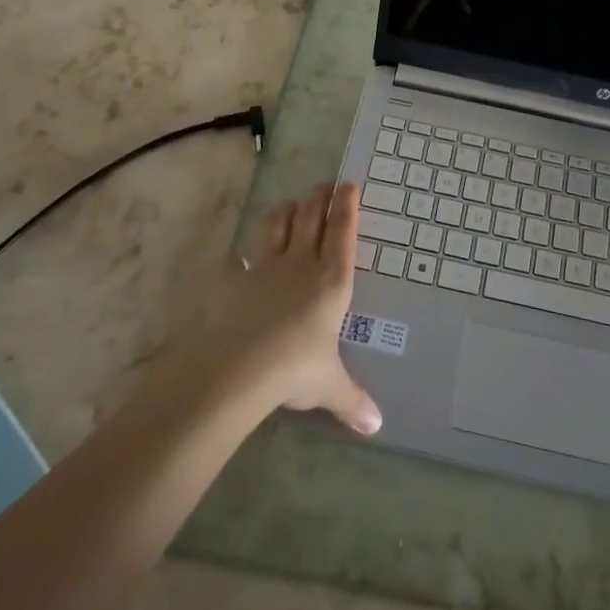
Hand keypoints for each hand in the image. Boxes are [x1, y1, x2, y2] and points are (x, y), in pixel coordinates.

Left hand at [177, 182, 381, 434]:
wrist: (239, 367)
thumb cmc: (296, 370)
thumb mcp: (331, 387)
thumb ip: (353, 401)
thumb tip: (378, 426)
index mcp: (332, 282)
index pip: (343, 233)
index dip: (346, 206)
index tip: (348, 183)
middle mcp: (300, 265)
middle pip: (311, 219)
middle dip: (318, 198)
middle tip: (323, 184)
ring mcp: (263, 269)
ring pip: (275, 226)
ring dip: (283, 212)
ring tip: (288, 206)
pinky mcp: (231, 281)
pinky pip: (234, 263)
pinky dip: (236, 261)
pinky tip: (235, 262)